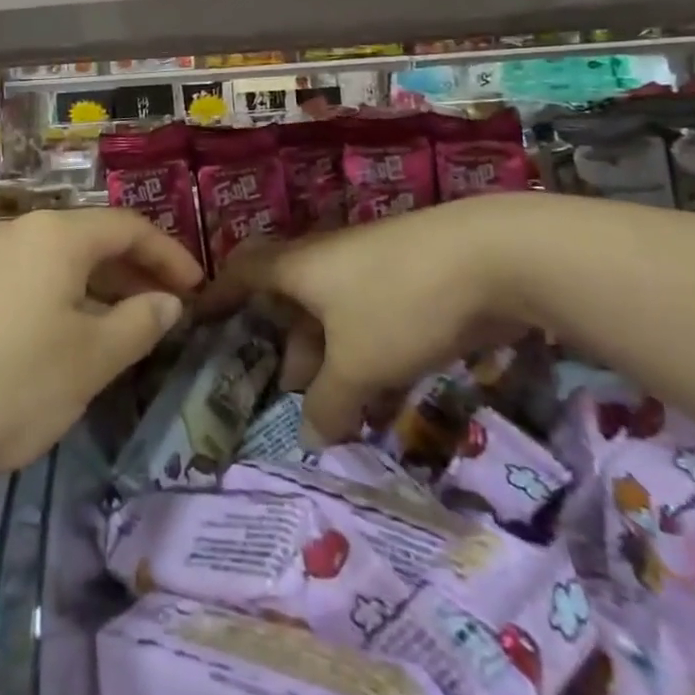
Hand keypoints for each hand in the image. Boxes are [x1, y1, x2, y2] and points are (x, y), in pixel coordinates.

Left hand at [0, 208, 202, 498]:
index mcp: (56, 235)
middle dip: (135, 271)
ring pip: (57, 261)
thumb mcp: (89, 360)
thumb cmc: (7, 386)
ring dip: (97, 287)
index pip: (129, 227)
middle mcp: (17, 231)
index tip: (198, 289)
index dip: (170, 255)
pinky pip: (26, 279)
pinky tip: (61, 339)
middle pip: (91, 239)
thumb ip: (139, 323)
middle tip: (166, 310)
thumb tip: (167, 301)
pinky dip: (59, 298)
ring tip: (121, 328)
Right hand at [210, 200, 524, 443]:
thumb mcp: (358, 363)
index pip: (242, 272)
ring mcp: (371, 268)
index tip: (201, 318)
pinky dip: (368, 355)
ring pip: (336, 315)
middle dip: (285, 343)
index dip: (219, 294)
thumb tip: (311, 436)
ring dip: (331, 358)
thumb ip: (329, 402)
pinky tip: (386, 397)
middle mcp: (327, 260)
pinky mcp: (411, 281)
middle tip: (284, 388)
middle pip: (290, 298)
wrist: (493, 257)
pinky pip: (373, 320)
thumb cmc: (400, 303)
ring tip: (336, 407)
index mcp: (299, 267)